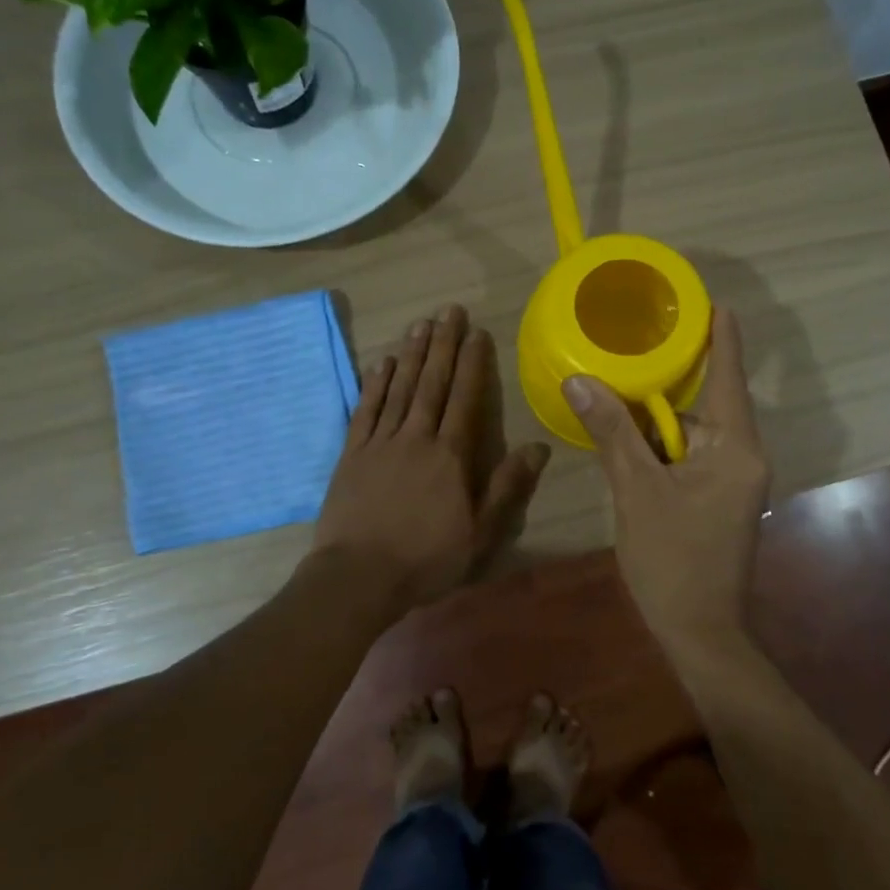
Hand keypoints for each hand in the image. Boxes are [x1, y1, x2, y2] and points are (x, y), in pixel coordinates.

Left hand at [314, 305, 549, 612]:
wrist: (357, 578)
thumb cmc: (426, 560)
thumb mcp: (480, 533)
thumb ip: (507, 487)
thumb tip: (538, 447)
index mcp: (450, 456)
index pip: (465, 399)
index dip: (472, 364)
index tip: (477, 333)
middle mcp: (416, 438)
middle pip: (432, 383)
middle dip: (442, 345)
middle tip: (449, 310)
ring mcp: (380, 443)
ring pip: (399, 389)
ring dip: (411, 355)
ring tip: (420, 324)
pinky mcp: (351, 455)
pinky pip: (365, 411)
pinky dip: (374, 385)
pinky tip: (381, 363)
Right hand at [565, 308, 770, 639]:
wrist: (700, 633)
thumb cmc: (673, 560)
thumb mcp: (636, 490)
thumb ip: (612, 432)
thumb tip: (579, 380)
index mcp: (734, 447)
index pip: (727, 376)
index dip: (720, 336)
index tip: (711, 301)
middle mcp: (741, 456)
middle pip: (703, 403)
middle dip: (665, 383)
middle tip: (630, 348)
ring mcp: (732, 479)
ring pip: (690, 433)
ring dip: (655, 422)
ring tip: (613, 395)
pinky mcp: (718, 498)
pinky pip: (688, 456)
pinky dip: (659, 447)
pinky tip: (626, 442)